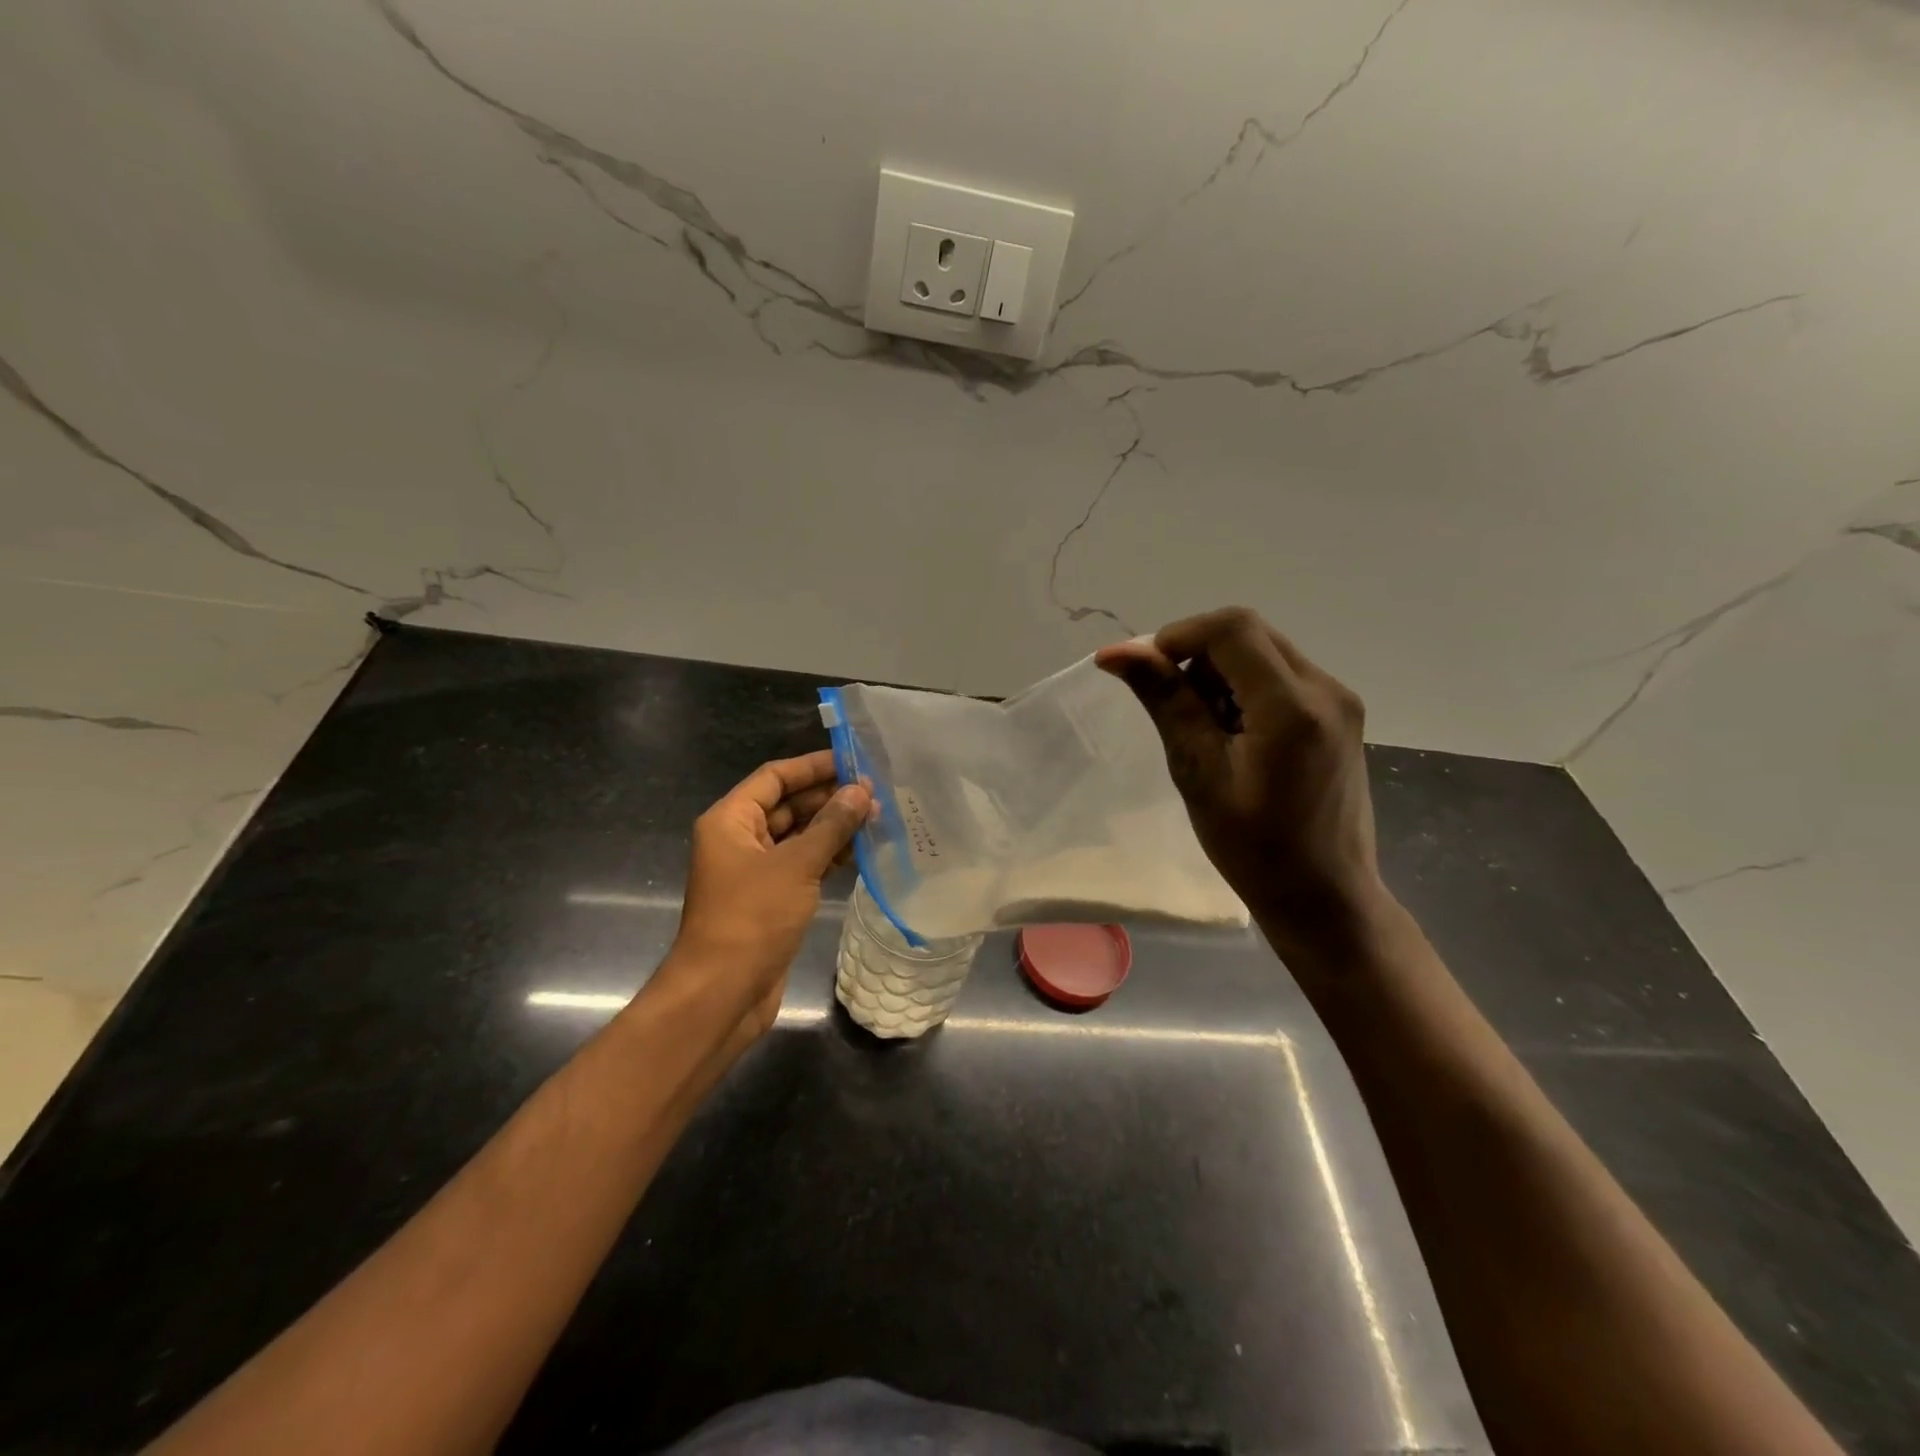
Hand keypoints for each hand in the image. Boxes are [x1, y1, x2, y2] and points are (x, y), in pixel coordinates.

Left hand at [666, 750, 870, 1036]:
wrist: (723, 993)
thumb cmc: (752, 918)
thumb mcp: (796, 865)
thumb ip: (831, 825)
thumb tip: (861, 791)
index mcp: (731, 820)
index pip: (774, 777)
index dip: (813, 767)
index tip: (854, 761)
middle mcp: (740, 839)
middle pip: (787, 805)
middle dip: (829, 798)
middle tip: (876, 793)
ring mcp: (755, 871)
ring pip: (798, 836)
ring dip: (833, 827)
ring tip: (877, 818)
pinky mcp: (771, 898)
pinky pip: (802, 865)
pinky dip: (829, 856)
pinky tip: (862, 851)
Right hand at [1096, 608, 1385, 952]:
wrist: (1325, 898)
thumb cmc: (1254, 850)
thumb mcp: (1198, 773)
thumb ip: (1165, 701)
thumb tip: (1117, 652)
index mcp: (1293, 706)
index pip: (1231, 628)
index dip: (1177, 636)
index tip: (1142, 672)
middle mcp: (1326, 689)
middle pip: (1248, 634)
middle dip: (1197, 656)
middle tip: (1172, 706)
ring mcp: (1339, 701)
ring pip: (1263, 652)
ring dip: (1219, 674)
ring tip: (1203, 731)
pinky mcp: (1339, 715)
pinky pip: (1281, 676)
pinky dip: (1244, 689)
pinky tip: (1233, 736)